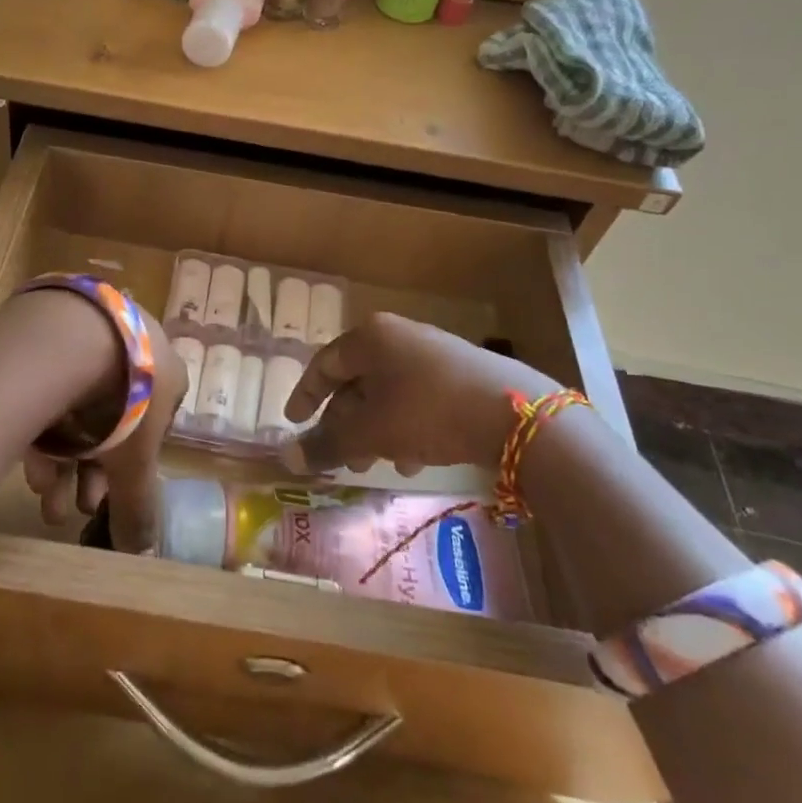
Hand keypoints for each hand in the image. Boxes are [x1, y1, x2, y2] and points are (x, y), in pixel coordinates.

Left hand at [22, 313, 184, 553]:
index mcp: (165, 371)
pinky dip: (45, 429)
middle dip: (96, 471)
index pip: (156, 424)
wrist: (70, 337)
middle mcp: (132, 349)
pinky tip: (32, 466)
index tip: (113, 494)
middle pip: (114, 419)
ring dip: (68, 461)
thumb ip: (137, 506)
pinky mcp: (49, 334)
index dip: (134, 466)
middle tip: (81, 507)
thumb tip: (142, 550)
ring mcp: (90, 337)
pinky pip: (51, 389)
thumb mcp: (135, 462)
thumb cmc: (124, 399)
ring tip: (50, 504)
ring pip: (78, 407)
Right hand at [283, 313, 557, 474]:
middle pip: (357, 381)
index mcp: (371, 338)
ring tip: (374, 464)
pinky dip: (405, 428)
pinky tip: (413, 460)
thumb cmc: (427, 410)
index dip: (306, 394)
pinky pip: (418, 401)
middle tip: (339, 457)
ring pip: (388, 395)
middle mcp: (399, 338)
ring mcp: (433, 355)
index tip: (293, 421)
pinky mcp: (460, 376)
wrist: (515, 414)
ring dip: (374, 431)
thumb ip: (327, 443)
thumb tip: (287, 458)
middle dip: (345, 423)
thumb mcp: (370, 432)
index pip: (324, 363)